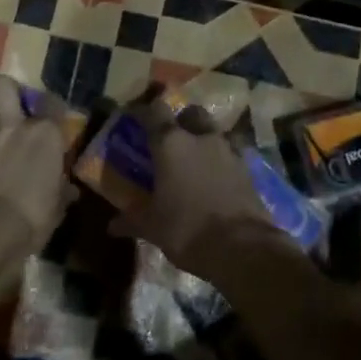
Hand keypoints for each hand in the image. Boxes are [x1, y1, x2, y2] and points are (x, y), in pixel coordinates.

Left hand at [0, 76, 75, 254]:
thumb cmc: (33, 216)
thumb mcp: (57, 207)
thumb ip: (61, 191)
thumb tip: (68, 190)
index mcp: (45, 134)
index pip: (54, 103)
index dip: (55, 107)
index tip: (56, 118)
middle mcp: (13, 126)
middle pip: (6, 87)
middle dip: (9, 91)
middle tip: (14, 106)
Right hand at [107, 93, 273, 273]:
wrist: (241, 248)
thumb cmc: (186, 229)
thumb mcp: (152, 227)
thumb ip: (132, 221)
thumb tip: (112, 226)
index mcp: (170, 144)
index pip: (154, 111)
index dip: (143, 112)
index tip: (134, 119)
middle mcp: (201, 138)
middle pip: (191, 113)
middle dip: (181, 120)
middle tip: (170, 139)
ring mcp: (229, 151)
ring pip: (214, 131)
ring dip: (203, 139)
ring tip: (194, 160)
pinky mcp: (248, 169)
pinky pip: (230, 154)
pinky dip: (221, 161)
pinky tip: (214, 179)